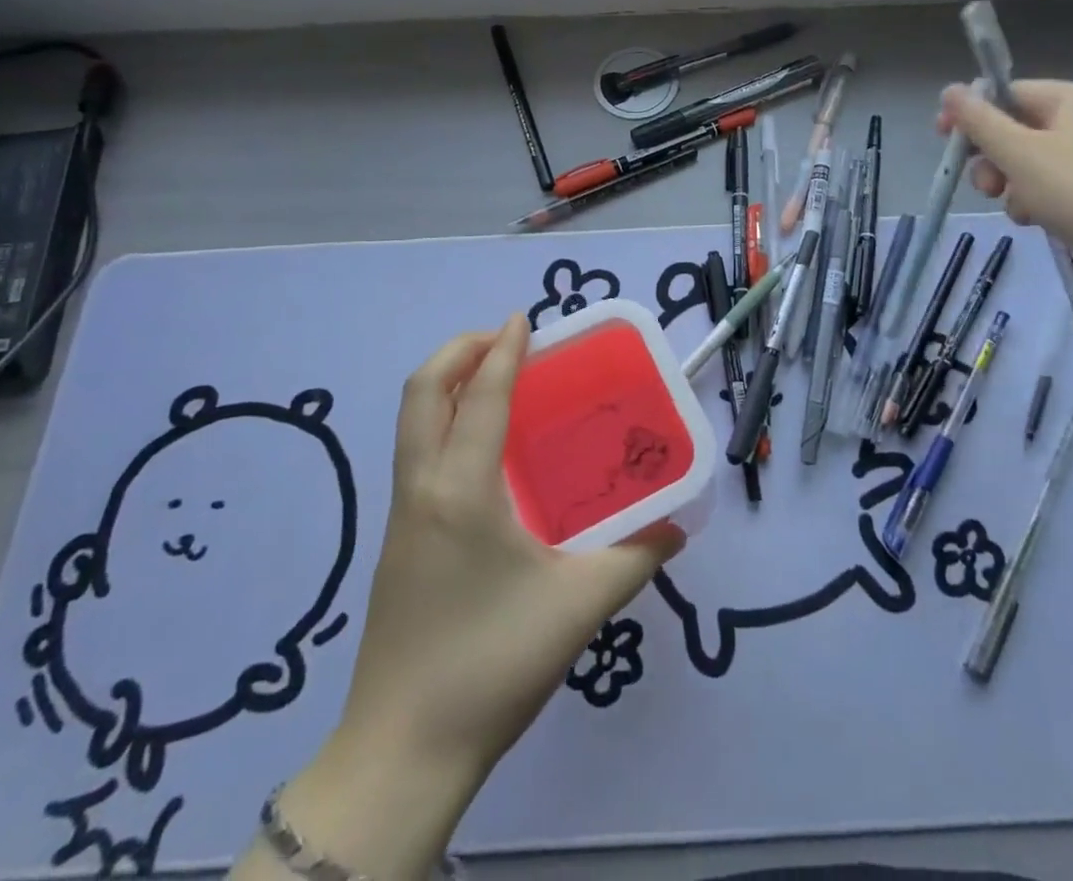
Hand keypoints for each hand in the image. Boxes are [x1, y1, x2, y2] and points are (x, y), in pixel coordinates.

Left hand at [344, 313, 681, 766]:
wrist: (402, 753)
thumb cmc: (491, 664)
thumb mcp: (577, 607)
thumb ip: (635, 559)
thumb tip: (674, 528)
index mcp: (460, 490)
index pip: (479, 396)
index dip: (501, 349)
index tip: (524, 319)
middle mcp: (421, 488)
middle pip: (421, 392)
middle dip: (458, 351)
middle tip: (504, 341)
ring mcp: (401, 516)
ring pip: (411, 422)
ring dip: (447, 385)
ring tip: (496, 381)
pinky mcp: (398, 543)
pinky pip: (416, 454)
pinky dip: (443, 422)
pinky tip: (484, 452)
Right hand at [938, 79, 1072, 294]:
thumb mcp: (1018, 153)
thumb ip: (979, 120)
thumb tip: (950, 89)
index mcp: (1071, 99)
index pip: (1006, 93)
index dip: (972, 115)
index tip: (944, 140)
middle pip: (1012, 128)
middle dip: (990, 159)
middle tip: (986, 186)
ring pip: (1023, 161)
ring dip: (1007, 184)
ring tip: (1016, 208)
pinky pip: (1043, 185)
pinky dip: (1030, 200)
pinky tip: (1033, 220)